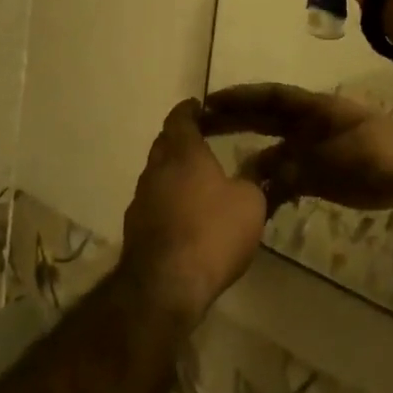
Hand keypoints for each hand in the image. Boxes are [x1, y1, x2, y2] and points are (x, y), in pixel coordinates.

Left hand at [120, 99, 265, 327]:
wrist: (166, 286)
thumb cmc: (213, 232)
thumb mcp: (250, 202)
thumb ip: (254, 179)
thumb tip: (257, 165)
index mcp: (183, 152)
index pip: (180, 118)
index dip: (190, 110)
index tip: (201, 107)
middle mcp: (156, 169)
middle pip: (164, 144)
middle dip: (181, 139)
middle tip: (204, 140)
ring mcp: (140, 201)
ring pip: (157, 174)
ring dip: (174, 172)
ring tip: (198, 180)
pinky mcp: (135, 231)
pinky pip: (154, 203)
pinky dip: (168, 200)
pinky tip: (186, 215)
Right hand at [202, 84, 392, 210]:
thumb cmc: (384, 152)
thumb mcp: (349, 154)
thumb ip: (307, 162)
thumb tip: (266, 172)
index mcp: (315, 110)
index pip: (271, 98)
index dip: (241, 98)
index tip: (210, 102)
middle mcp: (307, 127)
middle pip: (263, 119)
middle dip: (233, 120)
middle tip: (198, 126)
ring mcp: (311, 152)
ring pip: (270, 152)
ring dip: (246, 160)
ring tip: (215, 172)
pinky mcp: (316, 176)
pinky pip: (283, 180)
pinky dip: (266, 188)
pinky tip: (248, 201)